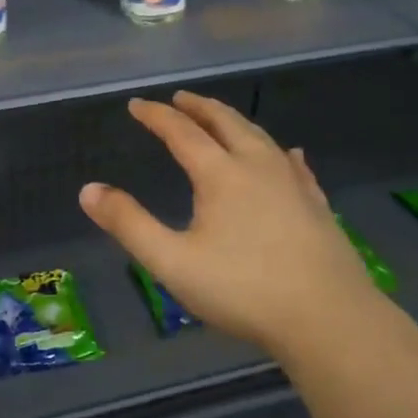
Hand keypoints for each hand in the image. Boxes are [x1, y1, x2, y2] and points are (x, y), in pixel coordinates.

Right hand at [78, 91, 381, 358]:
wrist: (329, 319)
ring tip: (223, 118)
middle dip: (199, 107)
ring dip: (236, 122)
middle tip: (181, 98)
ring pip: (261, 138)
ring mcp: (293, 184)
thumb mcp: (173, 262)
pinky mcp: (317, 206)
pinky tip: (291, 153)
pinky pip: (296, 166)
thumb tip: (88, 190)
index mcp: (220, 174)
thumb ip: (129, 224)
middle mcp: (257, 166)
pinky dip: (282, 153)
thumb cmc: (244, 289)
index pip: (181, 132)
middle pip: (225, 123)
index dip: (156, 116)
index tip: (137, 105)